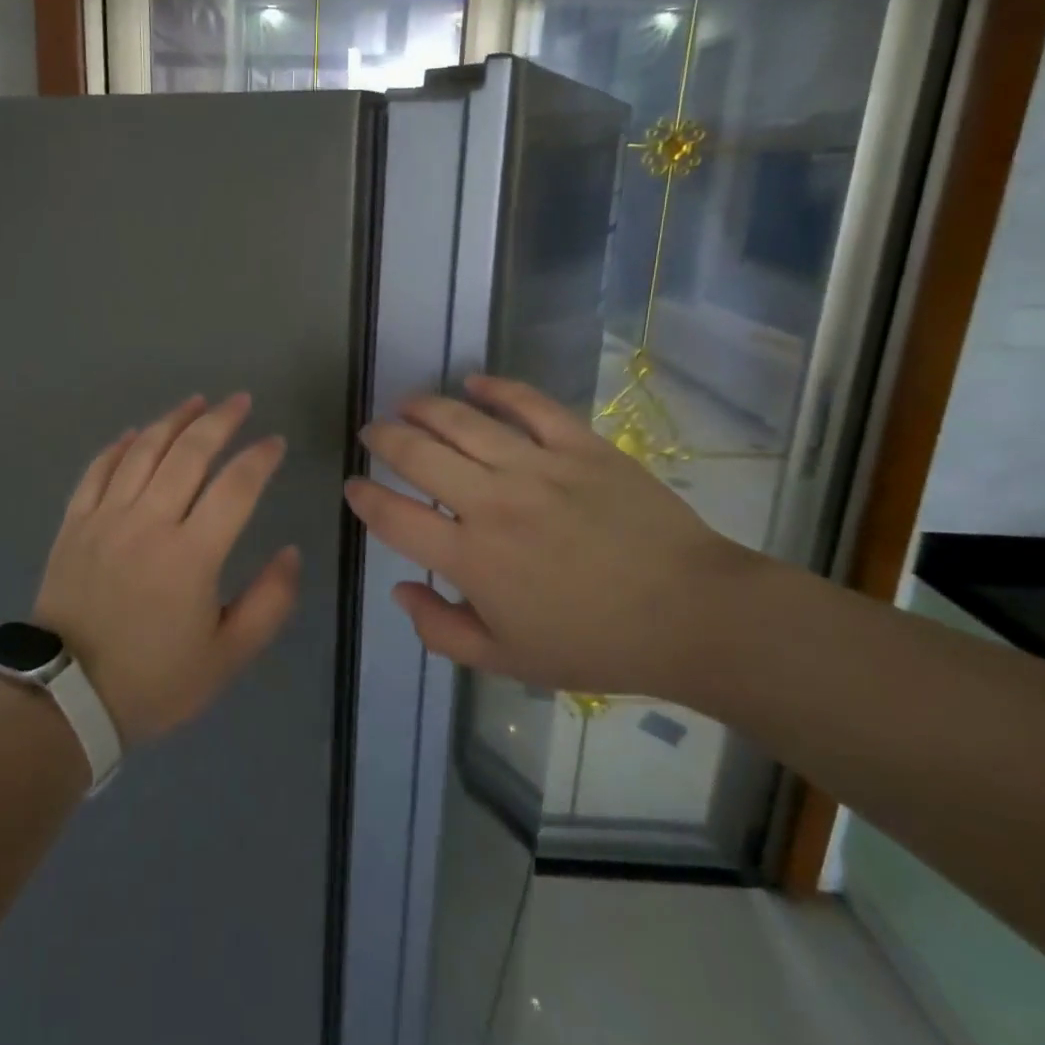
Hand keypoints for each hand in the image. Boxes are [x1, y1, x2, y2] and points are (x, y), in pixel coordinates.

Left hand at [32, 393, 301, 744]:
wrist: (65, 699)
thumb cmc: (153, 681)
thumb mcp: (227, 657)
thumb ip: (269, 603)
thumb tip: (291, 553)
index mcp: (192, 555)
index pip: (236, 487)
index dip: (260, 458)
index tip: (275, 443)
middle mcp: (149, 522)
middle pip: (188, 453)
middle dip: (220, 420)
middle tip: (240, 401)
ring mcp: (106, 518)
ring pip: (142, 451)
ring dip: (172, 420)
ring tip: (195, 402)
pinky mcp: (74, 524)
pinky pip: (97, 470)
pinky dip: (118, 446)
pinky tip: (134, 433)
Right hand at [343, 374, 759, 697]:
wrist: (691, 615)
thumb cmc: (595, 644)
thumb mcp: (507, 661)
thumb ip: (441, 630)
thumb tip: (401, 589)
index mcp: (471, 558)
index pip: (393, 517)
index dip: (363, 498)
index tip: (353, 486)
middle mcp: (492, 503)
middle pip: (417, 455)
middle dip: (382, 439)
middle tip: (371, 432)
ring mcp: (537, 468)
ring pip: (463, 421)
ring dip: (424, 408)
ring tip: (405, 403)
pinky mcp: (579, 446)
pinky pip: (529, 405)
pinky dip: (497, 388)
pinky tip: (473, 382)